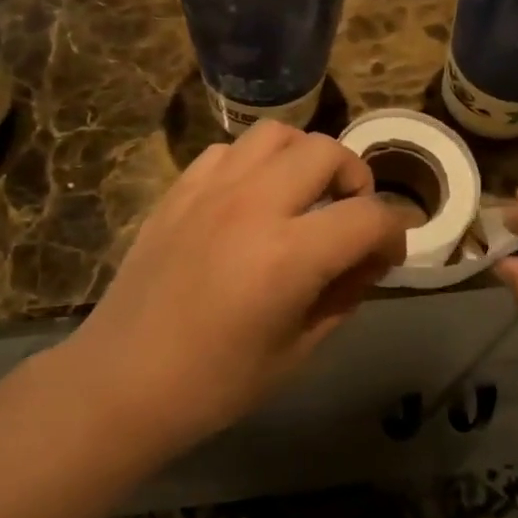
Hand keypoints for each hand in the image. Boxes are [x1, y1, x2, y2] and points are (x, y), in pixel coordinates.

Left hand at [67, 121, 406, 455]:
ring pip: (277, 134)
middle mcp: (254, 205)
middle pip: (327, 152)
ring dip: (305, 158)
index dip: (394, 233)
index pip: (369, 217)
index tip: (388, 256)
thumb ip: (344, 295)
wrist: (123, 381)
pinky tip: (252, 198)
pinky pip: (229, 151)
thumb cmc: (216, 383)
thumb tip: (368, 259)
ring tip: (304, 194)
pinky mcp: (179, 191)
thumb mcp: (299, 351)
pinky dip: (256, 163)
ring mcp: (211, 190)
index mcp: (289, 255)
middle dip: (356, 180)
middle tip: (350, 216)